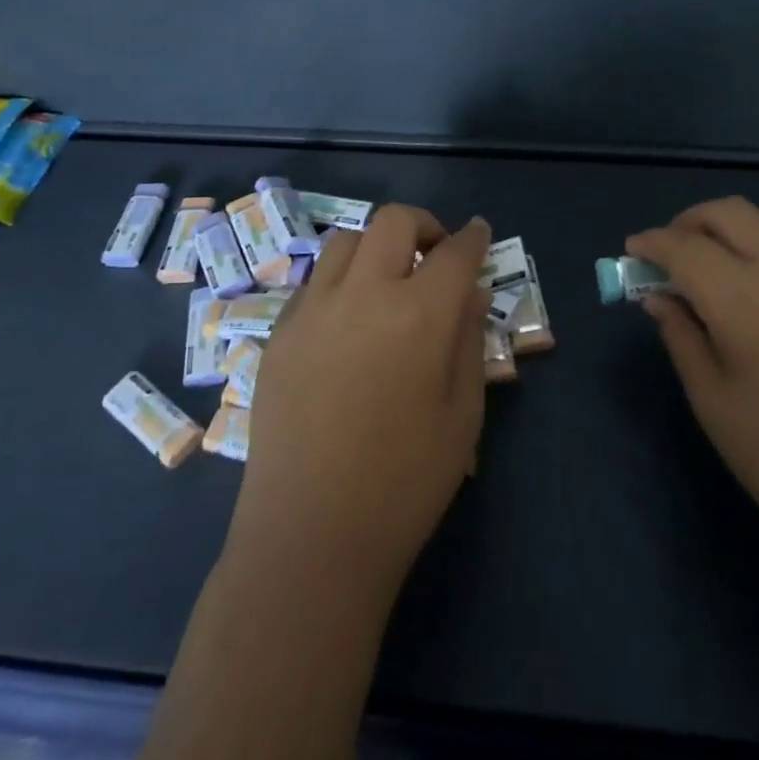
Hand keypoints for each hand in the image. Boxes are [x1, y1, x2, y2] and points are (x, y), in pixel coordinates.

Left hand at [229, 206, 490, 602]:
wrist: (310, 538)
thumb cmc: (405, 483)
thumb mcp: (463, 415)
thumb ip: (468, 340)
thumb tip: (468, 292)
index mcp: (419, 315)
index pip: (454, 252)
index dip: (473, 237)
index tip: (479, 232)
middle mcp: (363, 295)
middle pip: (393, 222)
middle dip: (423, 225)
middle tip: (435, 255)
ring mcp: (313, 310)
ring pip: (347, 242)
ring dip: (377, 248)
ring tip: (389, 284)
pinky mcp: (279, 333)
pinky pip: (315, 282)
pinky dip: (342, 281)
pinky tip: (349, 322)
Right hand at [628, 198, 758, 561]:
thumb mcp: (713, 403)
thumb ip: (682, 336)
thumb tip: (657, 297)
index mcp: (743, 301)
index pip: (684, 247)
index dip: (651, 243)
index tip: (631, 252)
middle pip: (727, 213)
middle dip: (687, 222)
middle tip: (668, 255)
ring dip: (731, 225)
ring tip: (715, 261)